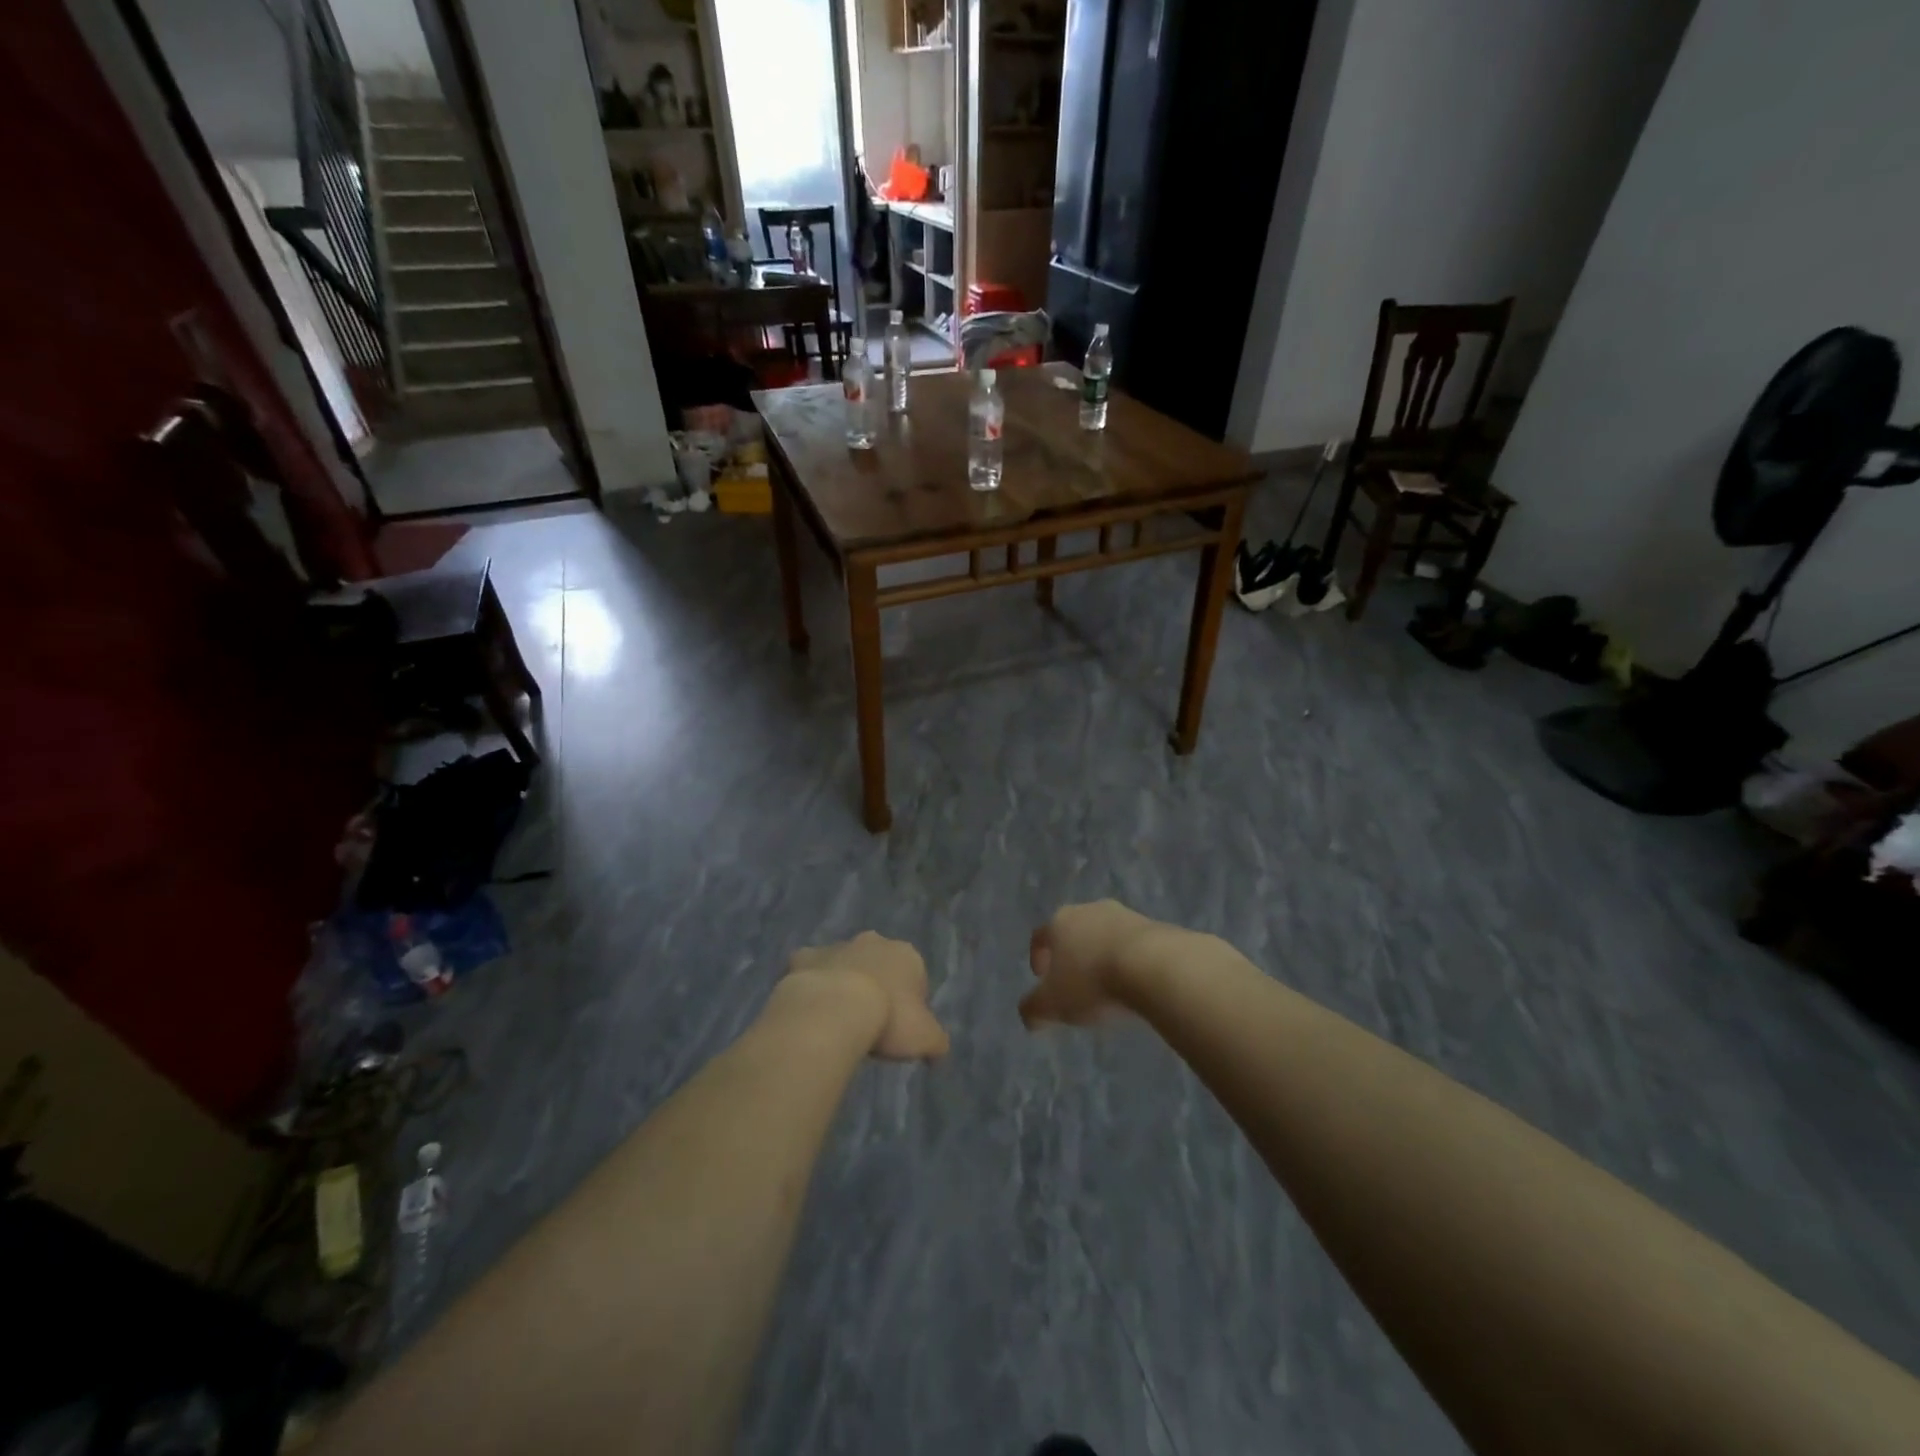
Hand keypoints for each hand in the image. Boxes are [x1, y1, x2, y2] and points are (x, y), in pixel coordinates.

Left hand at [784, 932, 949, 1060]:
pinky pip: (809, 968)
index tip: (900, 1029)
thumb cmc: (889, 1019)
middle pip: (879, 964)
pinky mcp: (805, 957)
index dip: (910, 1004)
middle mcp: (873, 942)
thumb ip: (937, 1042)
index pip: (915, 977)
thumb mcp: (927, 1039)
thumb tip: (938, 1053)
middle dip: (876, 985)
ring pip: (844, 963)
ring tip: (838, 1020)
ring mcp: (837, 947)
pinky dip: (810, 982)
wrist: (834, 1009)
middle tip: (870, 1021)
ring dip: (843, 983)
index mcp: (906, 955)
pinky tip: (809, 1009)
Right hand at [1019, 900, 1168, 1027]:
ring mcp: (1125, 915)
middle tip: (1074, 983)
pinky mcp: (1155, 927)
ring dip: (1102, 957)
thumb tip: (1029, 1016)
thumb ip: (1033, 1009)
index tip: (1041, 978)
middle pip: (1074, 932)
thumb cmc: (1093, 981)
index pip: (1040, 936)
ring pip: (1105, 936)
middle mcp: (1090, 910)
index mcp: (1060, 922)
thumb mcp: (1053, 1004)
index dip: (1037, 956)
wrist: (1155, 966)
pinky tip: (1134, 984)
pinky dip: (1129, 961)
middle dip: (1072, 956)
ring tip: (1108, 986)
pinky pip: (1134, 945)